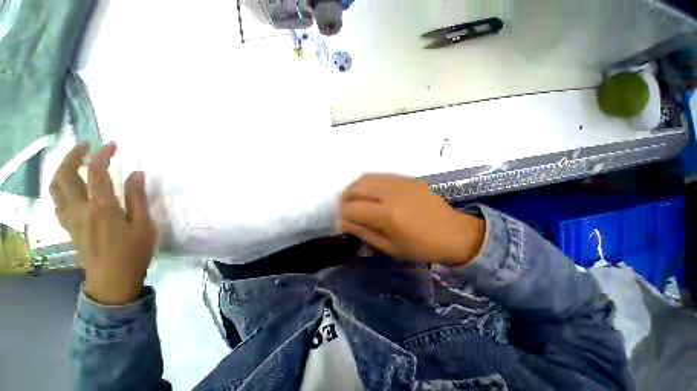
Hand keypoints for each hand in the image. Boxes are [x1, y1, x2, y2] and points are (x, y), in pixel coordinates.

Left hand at [50, 143, 155, 304]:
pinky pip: (57, 201)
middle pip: (65, 175)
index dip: (102, 154)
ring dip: (62, 169)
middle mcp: (80, 208)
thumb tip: (136, 174)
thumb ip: (137, 198)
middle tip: (87, 146)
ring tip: (75, 161)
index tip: (111, 145)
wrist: (112, 279)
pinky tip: (70, 186)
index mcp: (102, 207)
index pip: (96, 172)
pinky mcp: (68, 226)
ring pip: (55, 187)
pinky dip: (60, 187)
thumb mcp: (143, 225)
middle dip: (73, 155)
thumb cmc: (133, 252)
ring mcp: (70, 218)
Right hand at [338, 174, 484, 264]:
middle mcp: (390, 193)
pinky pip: (378, 175)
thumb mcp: (390, 247)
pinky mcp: (406, 177)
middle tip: (346, 211)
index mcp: (387, 215)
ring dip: (354, 189)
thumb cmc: (423, 247)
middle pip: (355, 188)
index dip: (342, 215)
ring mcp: (399, 182)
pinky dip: (367, 183)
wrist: (455, 232)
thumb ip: (364, 232)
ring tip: (355, 200)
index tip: (343, 222)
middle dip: (344, 200)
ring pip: (365, 178)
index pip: (351, 209)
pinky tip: (370, 193)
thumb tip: (344, 221)